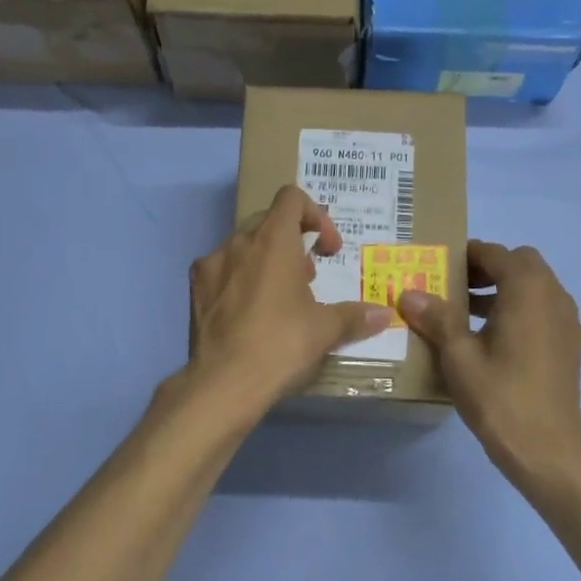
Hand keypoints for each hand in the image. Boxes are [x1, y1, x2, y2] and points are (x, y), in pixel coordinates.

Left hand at [187, 185, 392, 408]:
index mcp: (273, 240)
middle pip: (268, 220)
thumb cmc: (281, 344)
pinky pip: (222, 270)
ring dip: (266, 260)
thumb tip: (384, 315)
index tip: (327, 250)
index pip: (292, 198)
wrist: (224, 383)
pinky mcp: (195, 289)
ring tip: (280, 297)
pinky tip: (250, 313)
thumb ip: (354, 316)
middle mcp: (238, 242)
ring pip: (243, 246)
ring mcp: (211, 264)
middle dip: (292, 241)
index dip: (316, 215)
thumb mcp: (325, 330)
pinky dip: (240, 279)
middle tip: (307, 277)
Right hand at [399, 240, 580, 486]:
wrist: (546, 449)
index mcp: (528, 290)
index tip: (441, 264)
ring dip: (504, 289)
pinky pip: (543, 310)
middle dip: (488, 268)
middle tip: (455, 287)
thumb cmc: (499, 396)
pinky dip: (519, 309)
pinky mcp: (569, 345)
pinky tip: (492, 339)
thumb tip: (409, 294)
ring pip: (535, 288)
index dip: (468, 254)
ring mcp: (567, 321)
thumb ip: (437, 318)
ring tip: (465, 312)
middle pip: (521, 264)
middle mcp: (554, 296)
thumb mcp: (458, 356)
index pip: (496, 254)